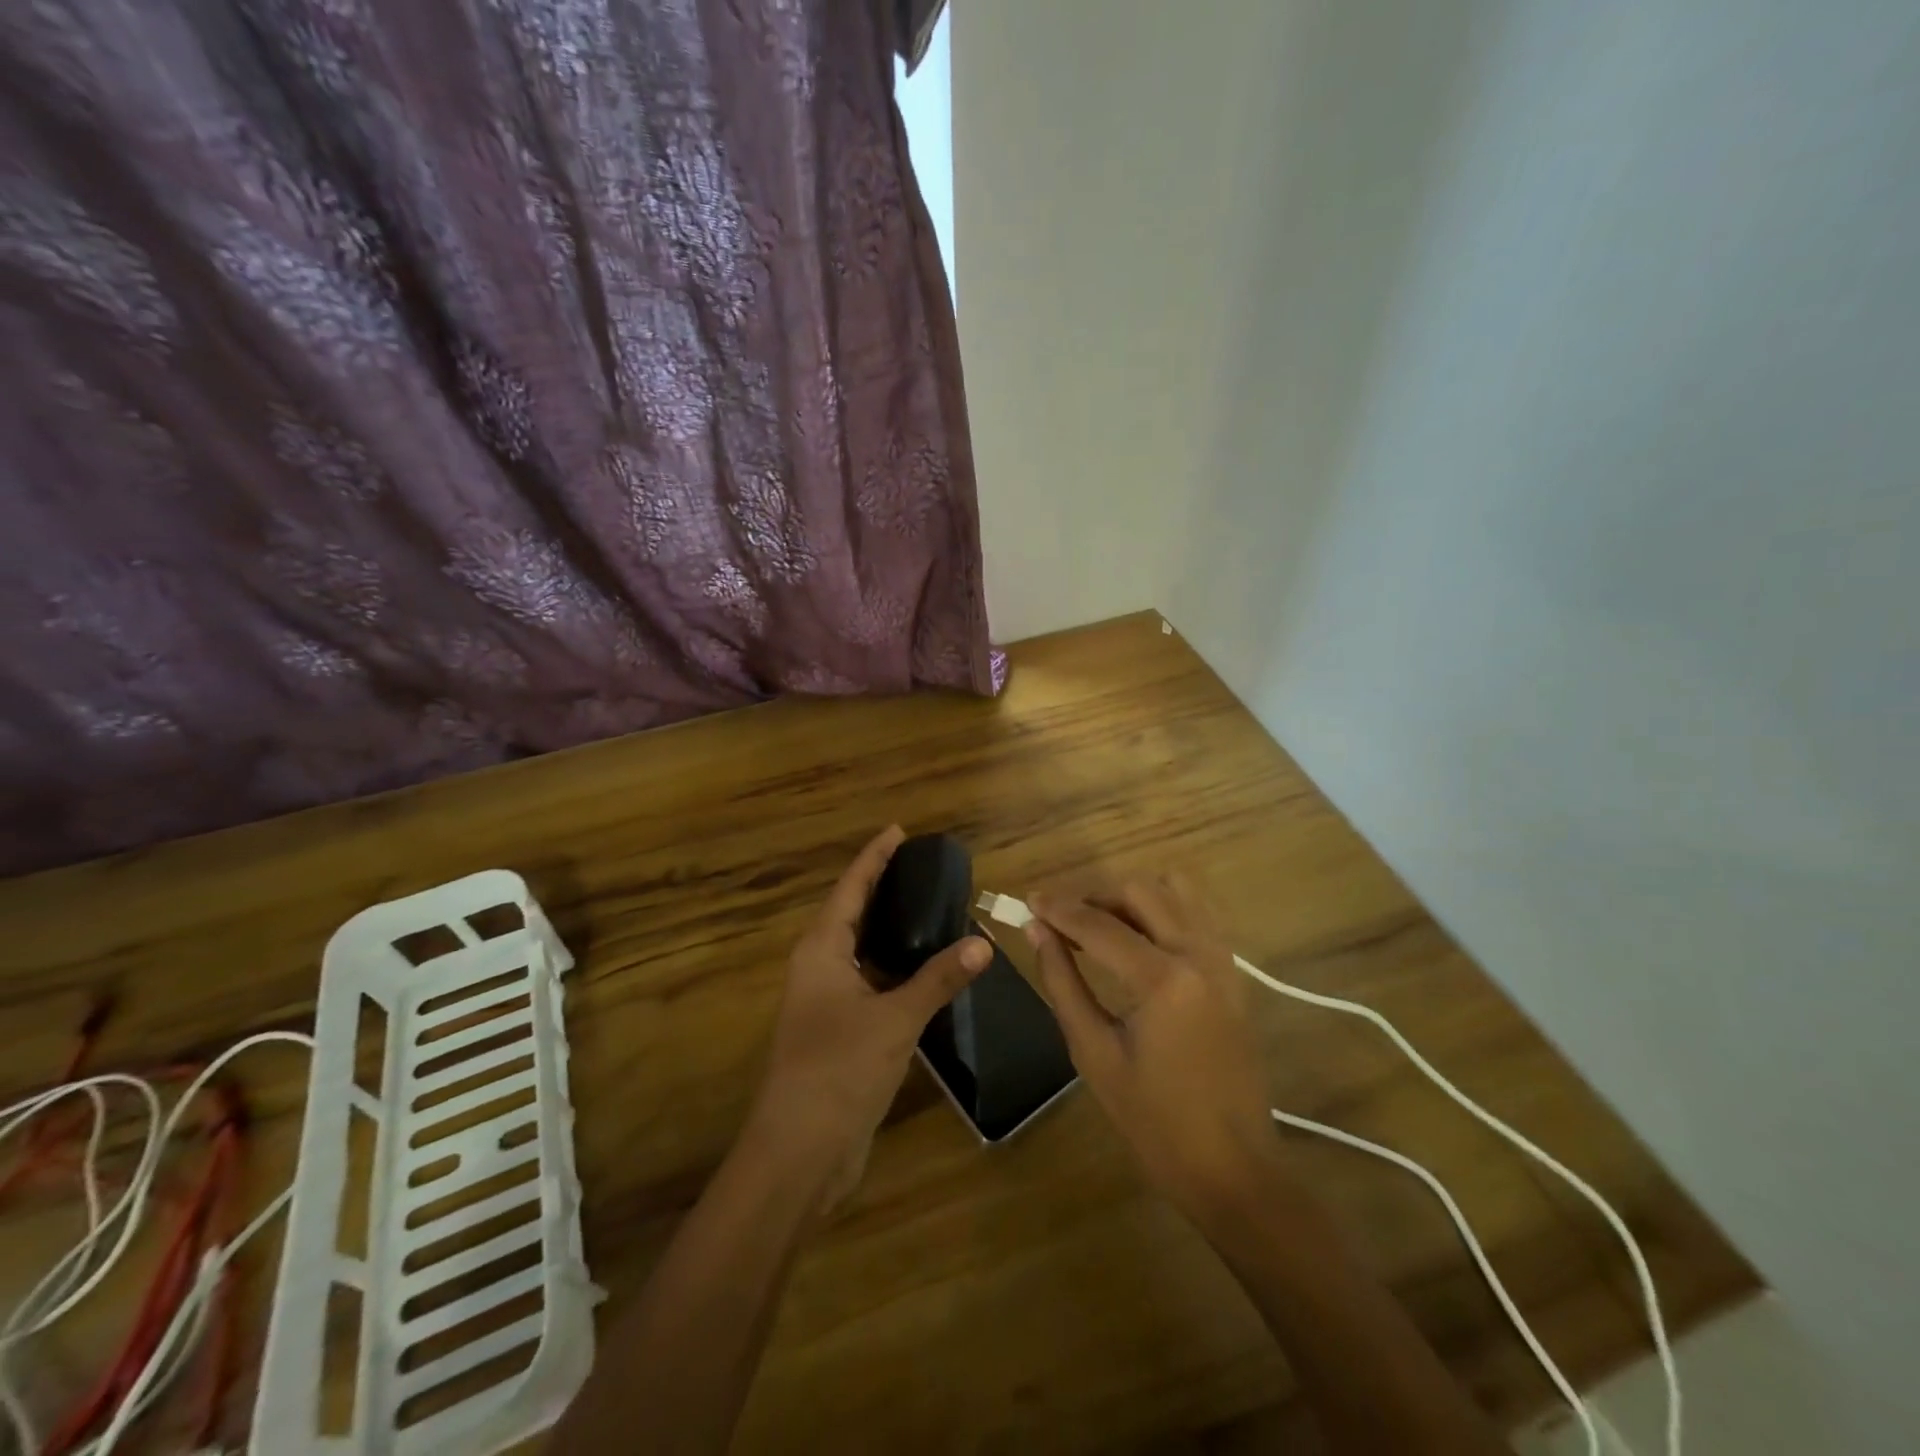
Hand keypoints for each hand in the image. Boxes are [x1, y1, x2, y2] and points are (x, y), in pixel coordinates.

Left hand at [749, 826, 990, 1216]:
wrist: (798, 1154)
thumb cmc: (838, 1071)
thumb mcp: (895, 1020)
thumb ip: (938, 979)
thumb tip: (982, 943)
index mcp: (821, 950)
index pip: (850, 887)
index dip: (874, 857)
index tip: (898, 831)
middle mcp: (819, 966)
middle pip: (852, 912)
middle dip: (882, 886)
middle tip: (922, 866)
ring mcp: (826, 1000)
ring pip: (861, 949)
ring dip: (890, 928)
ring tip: (930, 906)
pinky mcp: (838, 1030)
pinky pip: (869, 981)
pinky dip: (894, 966)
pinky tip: (924, 968)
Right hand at [1027, 873, 1290, 1223]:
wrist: (1232, 1167)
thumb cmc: (1154, 1122)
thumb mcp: (1094, 1053)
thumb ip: (1063, 983)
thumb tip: (1036, 932)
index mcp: (1164, 980)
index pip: (1099, 925)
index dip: (1058, 909)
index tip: (1027, 900)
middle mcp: (1198, 954)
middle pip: (1139, 891)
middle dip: (1093, 896)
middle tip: (1059, 919)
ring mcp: (1223, 959)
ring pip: (1174, 890)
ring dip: (1131, 896)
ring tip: (1098, 923)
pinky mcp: (1233, 971)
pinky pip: (1197, 913)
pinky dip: (1163, 907)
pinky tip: (1138, 935)